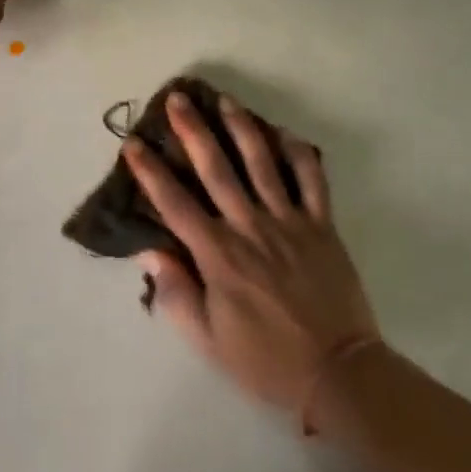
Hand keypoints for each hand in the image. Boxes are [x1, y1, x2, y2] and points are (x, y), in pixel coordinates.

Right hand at [123, 90, 378, 414]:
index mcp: (218, 255)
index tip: (133, 143)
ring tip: (225, 100)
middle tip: (178, 99)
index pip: (175, 203)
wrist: (337, 373)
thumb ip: (176, 293)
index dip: (150, 171)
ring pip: (262, 163)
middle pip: (216, 169)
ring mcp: (289, 221)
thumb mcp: (207, 340)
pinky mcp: (322, 225)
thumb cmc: (265, 361)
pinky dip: (298, 152)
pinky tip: (283, 132)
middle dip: (193, 131)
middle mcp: (250, 227)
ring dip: (241, 128)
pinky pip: (312, 179)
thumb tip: (150, 251)